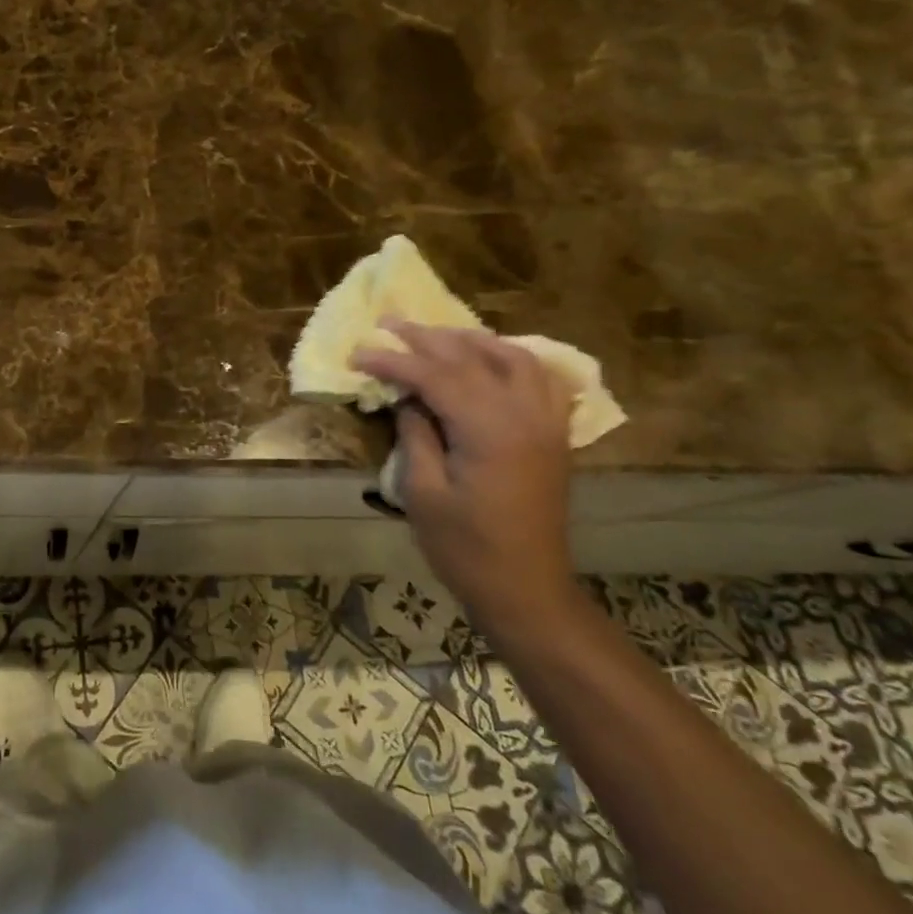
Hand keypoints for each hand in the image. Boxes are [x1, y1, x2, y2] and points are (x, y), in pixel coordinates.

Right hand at [352, 324, 578, 632]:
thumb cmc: (465, 548)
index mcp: (489, 430)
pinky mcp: (553, 436)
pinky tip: (493, 360)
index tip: (358, 353)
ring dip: (472, 340)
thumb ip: (416, 434)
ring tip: (438, 334)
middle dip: (426, 338)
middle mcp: (524, 415)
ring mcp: (546, 424)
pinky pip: (541, 380)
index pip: (435, 376)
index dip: (393, 360)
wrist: (526, 590)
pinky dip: (513, 360)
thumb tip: (408, 398)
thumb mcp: (423, 492)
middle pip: (472, 358)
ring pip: (514, 358)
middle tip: (389, 323)